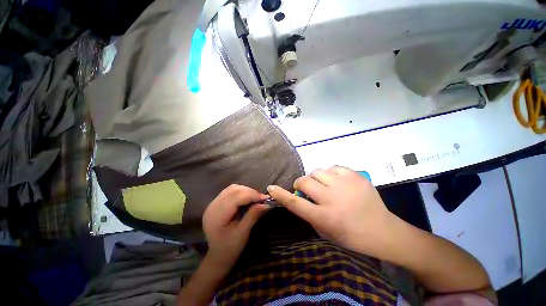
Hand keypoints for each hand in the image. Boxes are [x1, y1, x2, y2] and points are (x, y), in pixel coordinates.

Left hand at [202, 184, 269, 268]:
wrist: (218, 256)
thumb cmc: (230, 248)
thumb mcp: (243, 233)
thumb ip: (253, 215)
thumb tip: (266, 203)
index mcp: (217, 215)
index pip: (236, 197)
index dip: (252, 195)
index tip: (265, 198)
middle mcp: (212, 206)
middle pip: (233, 190)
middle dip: (250, 192)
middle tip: (261, 199)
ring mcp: (213, 204)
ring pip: (232, 188)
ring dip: (245, 191)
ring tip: (255, 198)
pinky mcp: (216, 203)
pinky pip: (230, 191)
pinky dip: (241, 192)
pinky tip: (247, 198)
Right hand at [267, 166, 395, 255]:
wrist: (383, 231)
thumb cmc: (351, 236)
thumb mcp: (325, 231)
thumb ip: (309, 212)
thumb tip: (299, 195)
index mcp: (325, 217)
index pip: (296, 203)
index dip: (281, 194)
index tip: (271, 187)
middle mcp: (333, 199)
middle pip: (305, 181)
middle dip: (301, 183)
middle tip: (307, 189)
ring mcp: (346, 185)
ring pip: (317, 171)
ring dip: (316, 178)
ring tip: (325, 186)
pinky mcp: (356, 176)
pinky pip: (333, 167)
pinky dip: (331, 174)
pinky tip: (338, 182)